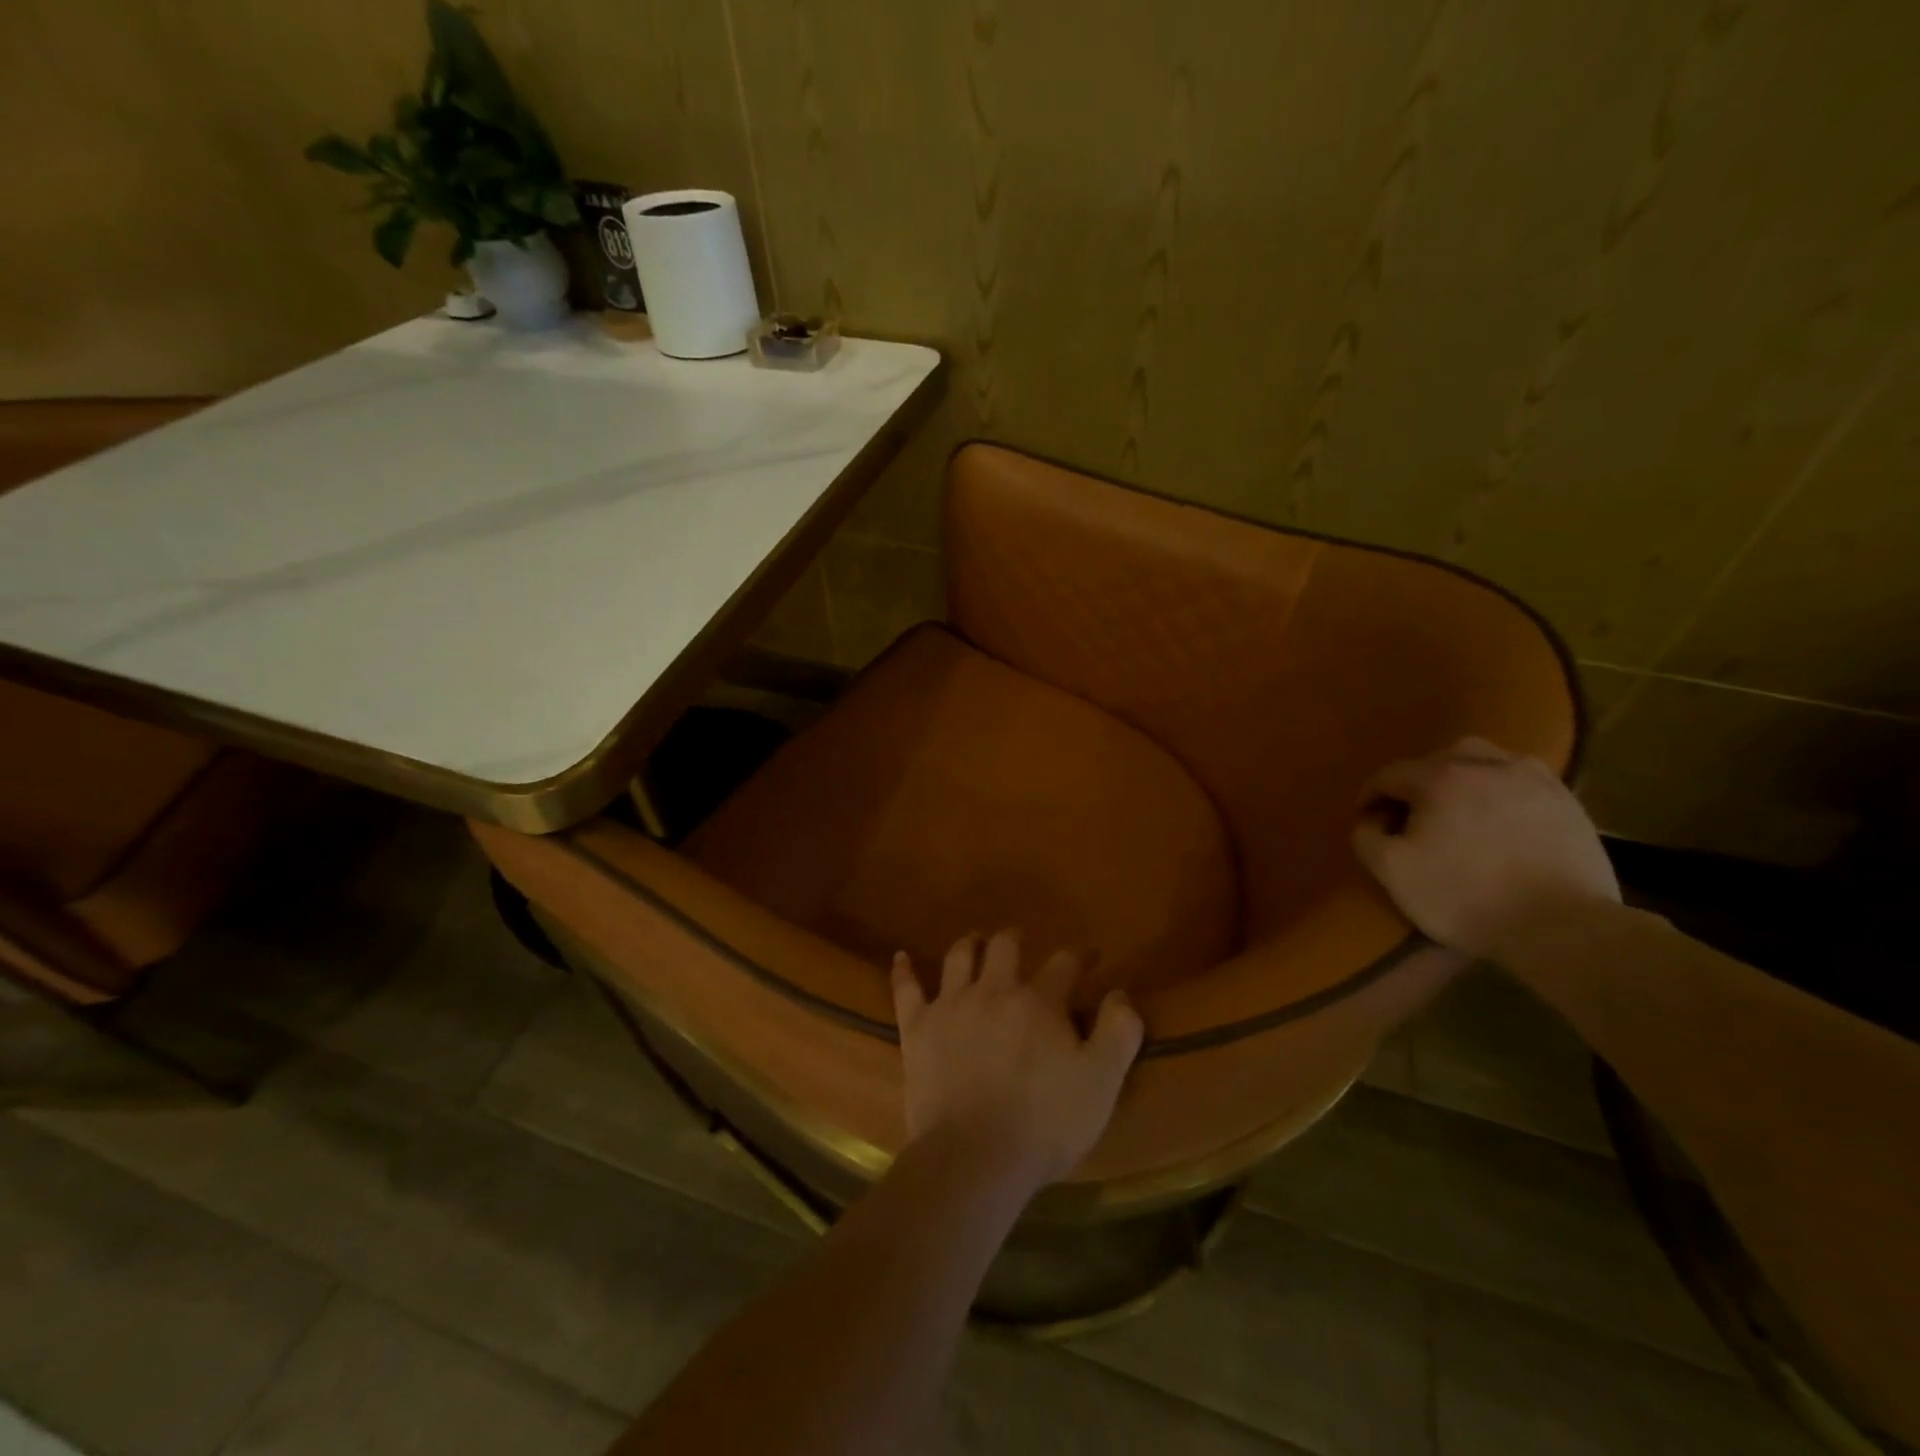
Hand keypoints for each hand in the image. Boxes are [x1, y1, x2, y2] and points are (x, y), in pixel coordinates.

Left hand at [891, 931, 1143, 1194]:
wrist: (974, 1155)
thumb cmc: (1045, 1122)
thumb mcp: (1102, 1082)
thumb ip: (1119, 1032)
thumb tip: (1120, 993)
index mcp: (1040, 1001)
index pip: (1064, 963)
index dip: (1079, 956)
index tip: (1088, 956)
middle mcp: (994, 990)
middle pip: (1005, 946)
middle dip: (1016, 940)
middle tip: (1021, 944)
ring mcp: (951, 1005)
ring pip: (959, 957)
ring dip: (970, 945)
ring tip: (976, 943)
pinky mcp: (918, 1028)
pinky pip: (906, 989)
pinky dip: (904, 971)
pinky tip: (901, 958)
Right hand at [1352, 737, 1619, 956]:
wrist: (1562, 927)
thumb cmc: (1465, 896)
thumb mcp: (1392, 872)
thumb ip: (1367, 838)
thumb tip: (1371, 821)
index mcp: (1439, 777)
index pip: (1389, 775)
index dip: (1370, 797)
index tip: (1367, 820)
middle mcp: (1485, 765)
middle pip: (1438, 759)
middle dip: (1418, 782)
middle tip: (1413, 815)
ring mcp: (1532, 780)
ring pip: (1486, 761)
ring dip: (1464, 778)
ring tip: (1460, 808)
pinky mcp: (1567, 802)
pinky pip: (1523, 781)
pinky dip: (1503, 791)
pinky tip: (1502, 818)